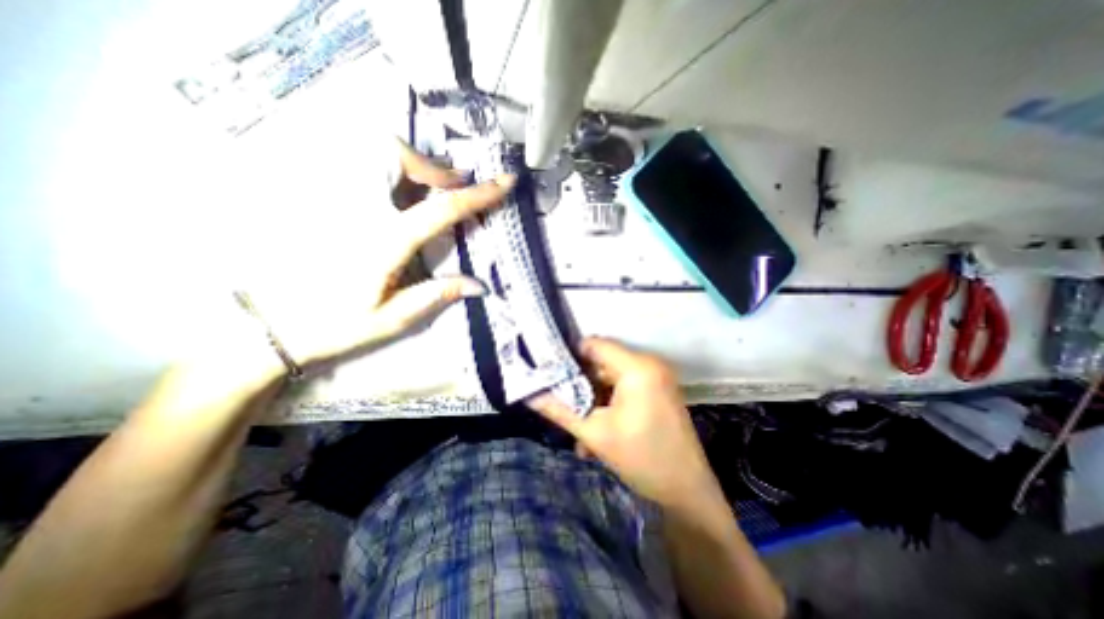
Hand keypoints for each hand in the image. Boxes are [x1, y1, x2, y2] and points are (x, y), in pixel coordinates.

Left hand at [237, 140, 512, 376]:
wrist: (270, 326)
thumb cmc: (335, 325)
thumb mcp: (393, 319)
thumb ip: (436, 295)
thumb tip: (480, 285)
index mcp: (383, 243)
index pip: (439, 209)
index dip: (477, 194)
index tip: (505, 180)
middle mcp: (358, 211)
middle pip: (394, 157)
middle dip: (431, 165)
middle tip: (453, 183)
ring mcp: (335, 201)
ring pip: (372, 153)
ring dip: (410, 164)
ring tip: (431, 186)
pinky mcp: (322, 202)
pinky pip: (359, 168)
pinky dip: (389, 170)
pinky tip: (400, 194)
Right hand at [533, 338, 721, 507]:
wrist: (687, 492)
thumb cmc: (641, 459)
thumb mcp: (594, 433)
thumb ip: (559, 410)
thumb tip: (530, 396)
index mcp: (637, 367)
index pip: (594, 345)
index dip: (569, 356)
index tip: (550, 371)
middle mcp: (649, 364)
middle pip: (601, 362)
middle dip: (579, 385)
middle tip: (560, 402)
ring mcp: (656, 377)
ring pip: (611, 378)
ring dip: (592, 400)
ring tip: (579, 430)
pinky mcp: (658, 390)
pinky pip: (624, 388)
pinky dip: (608, 405)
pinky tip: (596, 433)